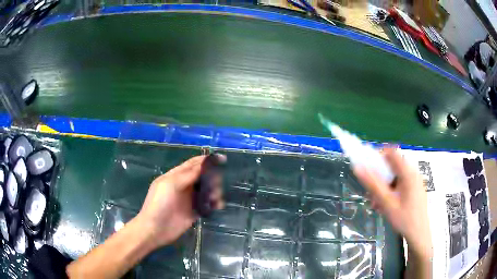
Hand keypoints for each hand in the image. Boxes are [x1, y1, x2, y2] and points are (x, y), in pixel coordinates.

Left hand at [136, 155, 224, 248]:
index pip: (193, 164)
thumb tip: (204, 164)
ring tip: (216, 197)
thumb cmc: (159, 203)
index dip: (206, 160)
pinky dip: (215, 203)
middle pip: (202, 176)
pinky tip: (218, 205)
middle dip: (212, 177)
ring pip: (206, 190)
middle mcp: (184, 186)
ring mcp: (189, 199)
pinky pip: (207, 205)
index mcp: (176, 176)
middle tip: (218, 183)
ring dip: (215, 190)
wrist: (155, 229)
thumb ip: (187, 174)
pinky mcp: (194, 212)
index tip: (222, 159)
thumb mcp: (170, 184)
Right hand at [353, 147, 432, 259]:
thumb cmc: (404, 219)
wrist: (419, 235)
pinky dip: (391, 191)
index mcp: (408, 173)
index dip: (378, 156)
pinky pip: (401, 184)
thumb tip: (358, 167)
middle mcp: (413, 173)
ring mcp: (415, 181)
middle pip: (393, 166)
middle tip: (371, 193)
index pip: (392, 152)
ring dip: (384, 186)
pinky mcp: (415, 189)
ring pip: (396, 176)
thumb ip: (373, 185)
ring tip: (377, 204)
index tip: (368, 168)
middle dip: (379, 177)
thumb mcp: (387, 203)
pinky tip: (386, 205)